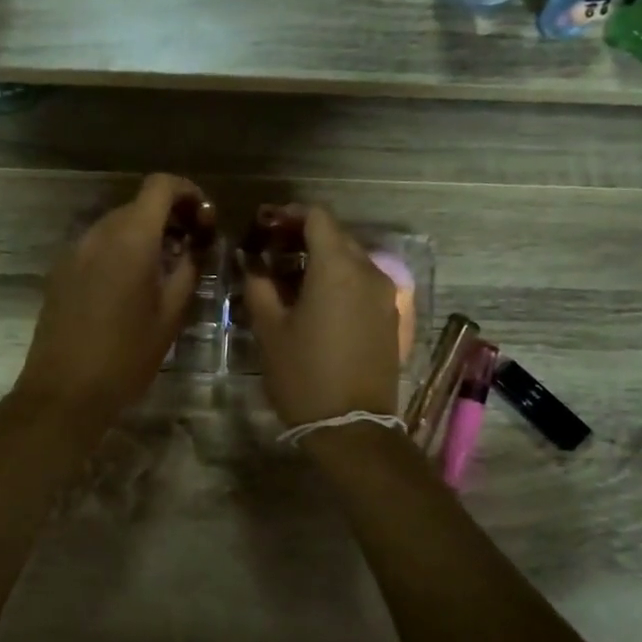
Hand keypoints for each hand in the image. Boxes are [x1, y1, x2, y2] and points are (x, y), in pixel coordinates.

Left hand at [12, 174, 203, 429]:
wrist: (64, 391)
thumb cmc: (126, 356)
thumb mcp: (170, 316)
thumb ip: (188, 270)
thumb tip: (197, 246)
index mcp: (131, 239)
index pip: (159, 185)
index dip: (187, 191)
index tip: (204, 218)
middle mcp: (98, 233)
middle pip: (138, 204)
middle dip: (169, 216)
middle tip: (192, 246)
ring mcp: (74, 251)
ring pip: (116, 225)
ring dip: (144, 234)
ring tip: (164, 268)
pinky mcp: (60, 271)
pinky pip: (96, 245)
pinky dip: (119, 250)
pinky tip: (130, 285)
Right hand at [239, 203, 399, 427]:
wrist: (352, 427)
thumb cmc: (304, 374)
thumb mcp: (269, 329)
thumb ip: (259, 285)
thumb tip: (252, 261)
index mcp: (338, 268)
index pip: (317, 217)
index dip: (288, 214)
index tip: (263, 226)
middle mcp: (369, 272)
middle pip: (336, 236)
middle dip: (302, 236)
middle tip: (269, 251)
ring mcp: (385, 295)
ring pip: (351, 260)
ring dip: (320, 259)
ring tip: (288, 278)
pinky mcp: (390, 317)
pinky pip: (362, 283)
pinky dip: (338, 280)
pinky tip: (314, 301)